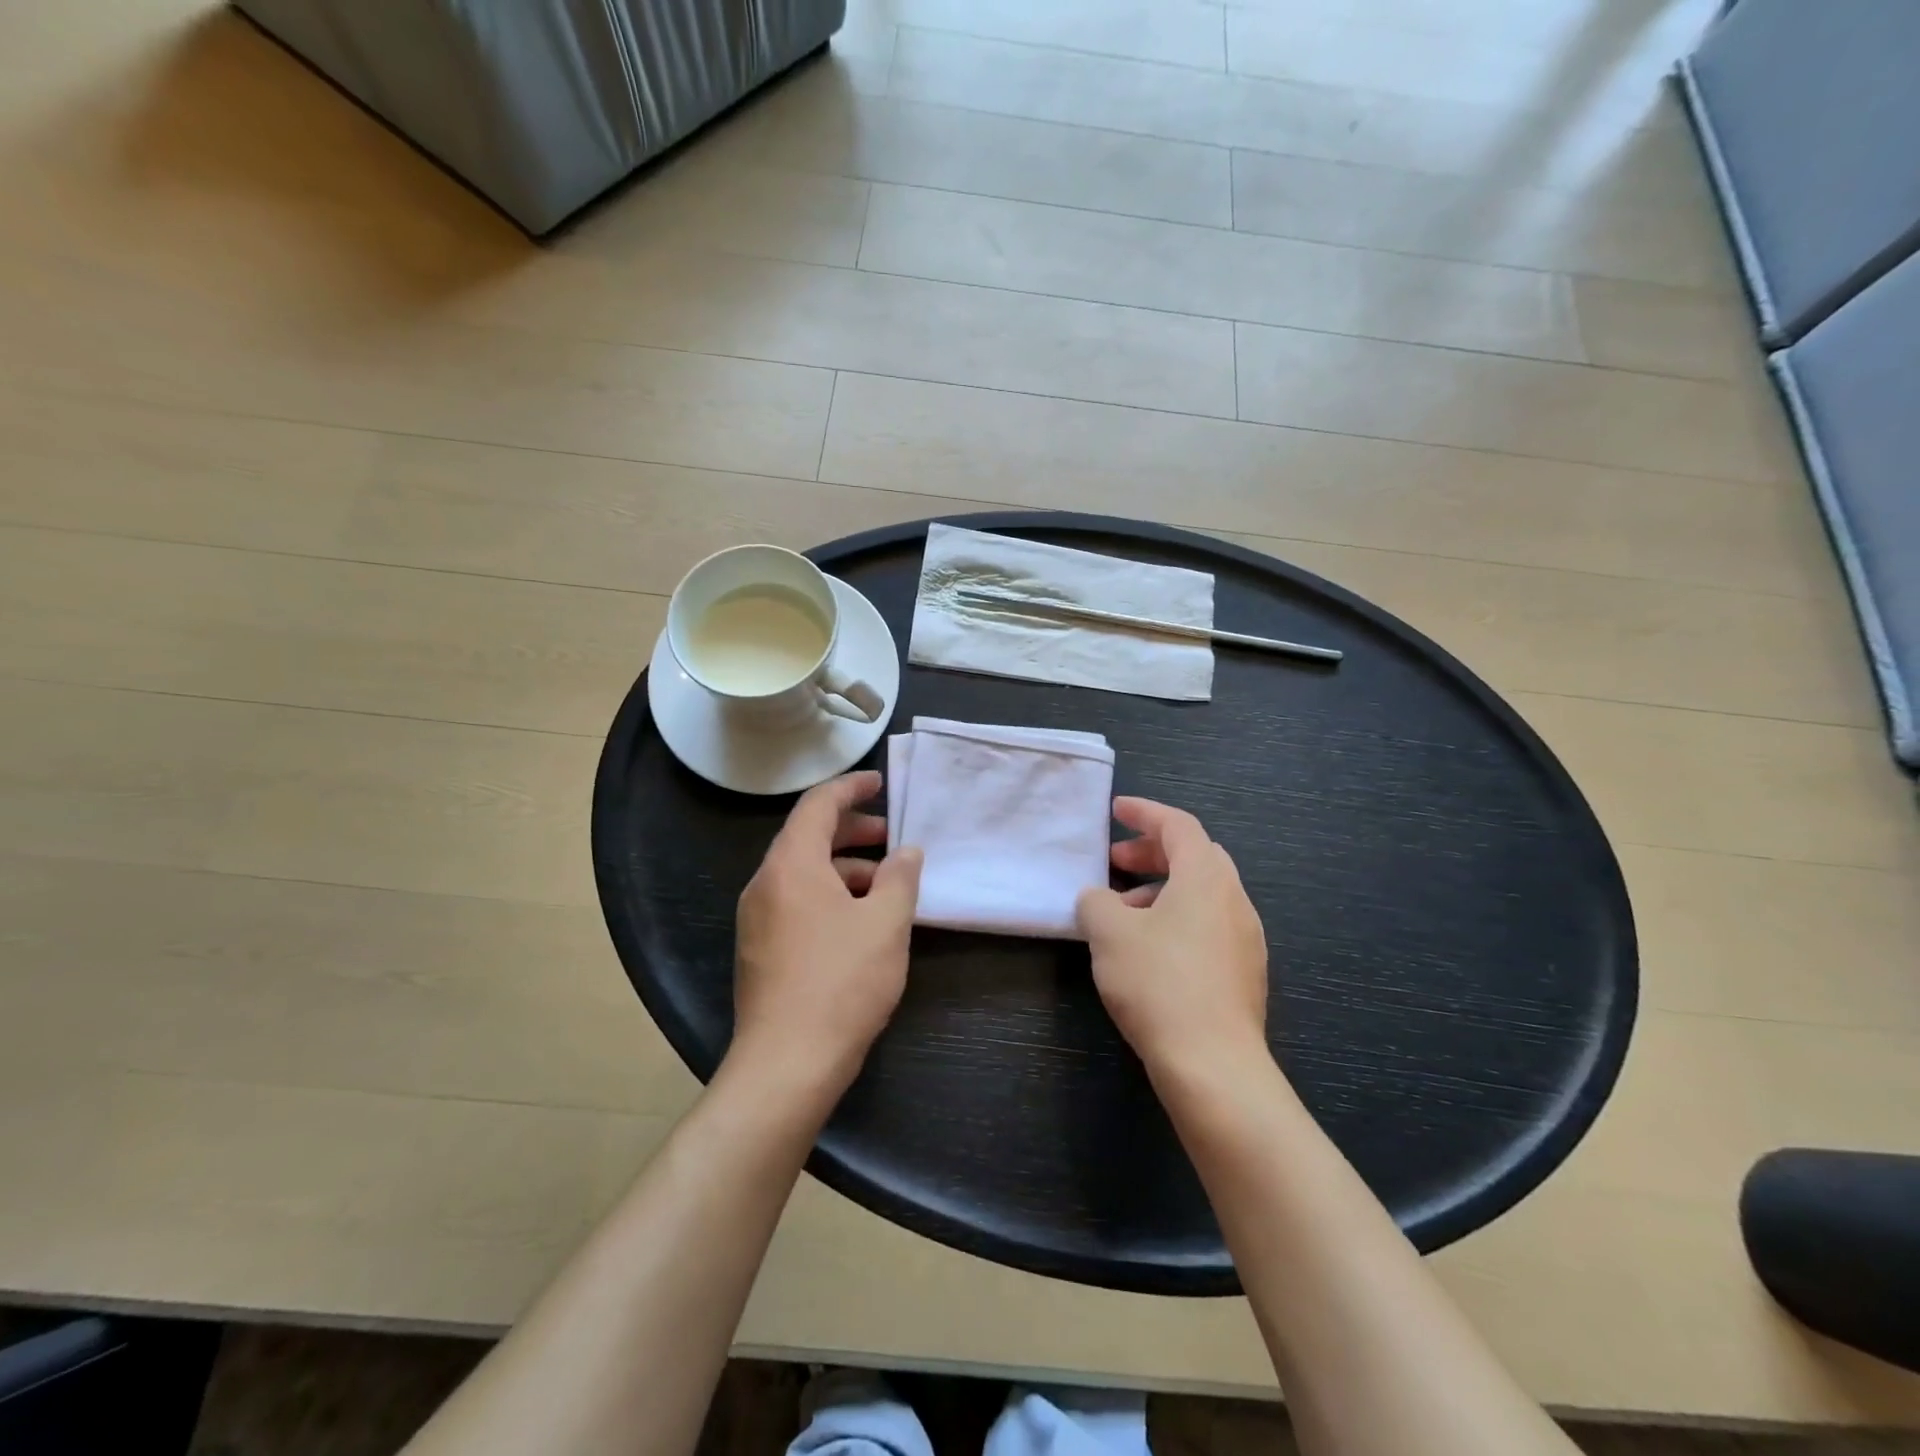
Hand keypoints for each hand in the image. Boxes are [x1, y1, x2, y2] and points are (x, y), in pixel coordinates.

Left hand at [730, 771, 922, 1092]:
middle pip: (808, 838)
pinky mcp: (760, 949)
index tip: (880, 783)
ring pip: (803, 874)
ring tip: (886, 884)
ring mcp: (757, 919)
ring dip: (844, 867)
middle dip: (852, 831)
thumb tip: (906, 852)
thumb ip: (900, 878)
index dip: (850, 788)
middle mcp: (765, 884)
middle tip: (892, 836)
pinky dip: (830, 895)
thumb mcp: (885, 924)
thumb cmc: (841, 983)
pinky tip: (861, 920)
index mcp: (791, 865)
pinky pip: (796, 902)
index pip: (817, 805)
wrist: (787, 1064)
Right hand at [1077, 797, 1270, 1075]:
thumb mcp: (1109, 933)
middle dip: (1153, 851)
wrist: (1214, 1065)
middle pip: (1195, 856)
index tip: (1116, 810)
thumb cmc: (1159, 983)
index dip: (1145, 812)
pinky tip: (1149, 948)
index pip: (1178, 825)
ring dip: (1162, 889)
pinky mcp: (1245, 972)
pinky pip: (1209, 925)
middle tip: (1115, 861)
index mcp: (1206, 878)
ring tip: (1123, 910)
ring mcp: (1246, 938)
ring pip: (1202, 893)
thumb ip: (1096, 902)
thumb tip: (1099, 898)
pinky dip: (1178, 918)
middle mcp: (1234, 899)